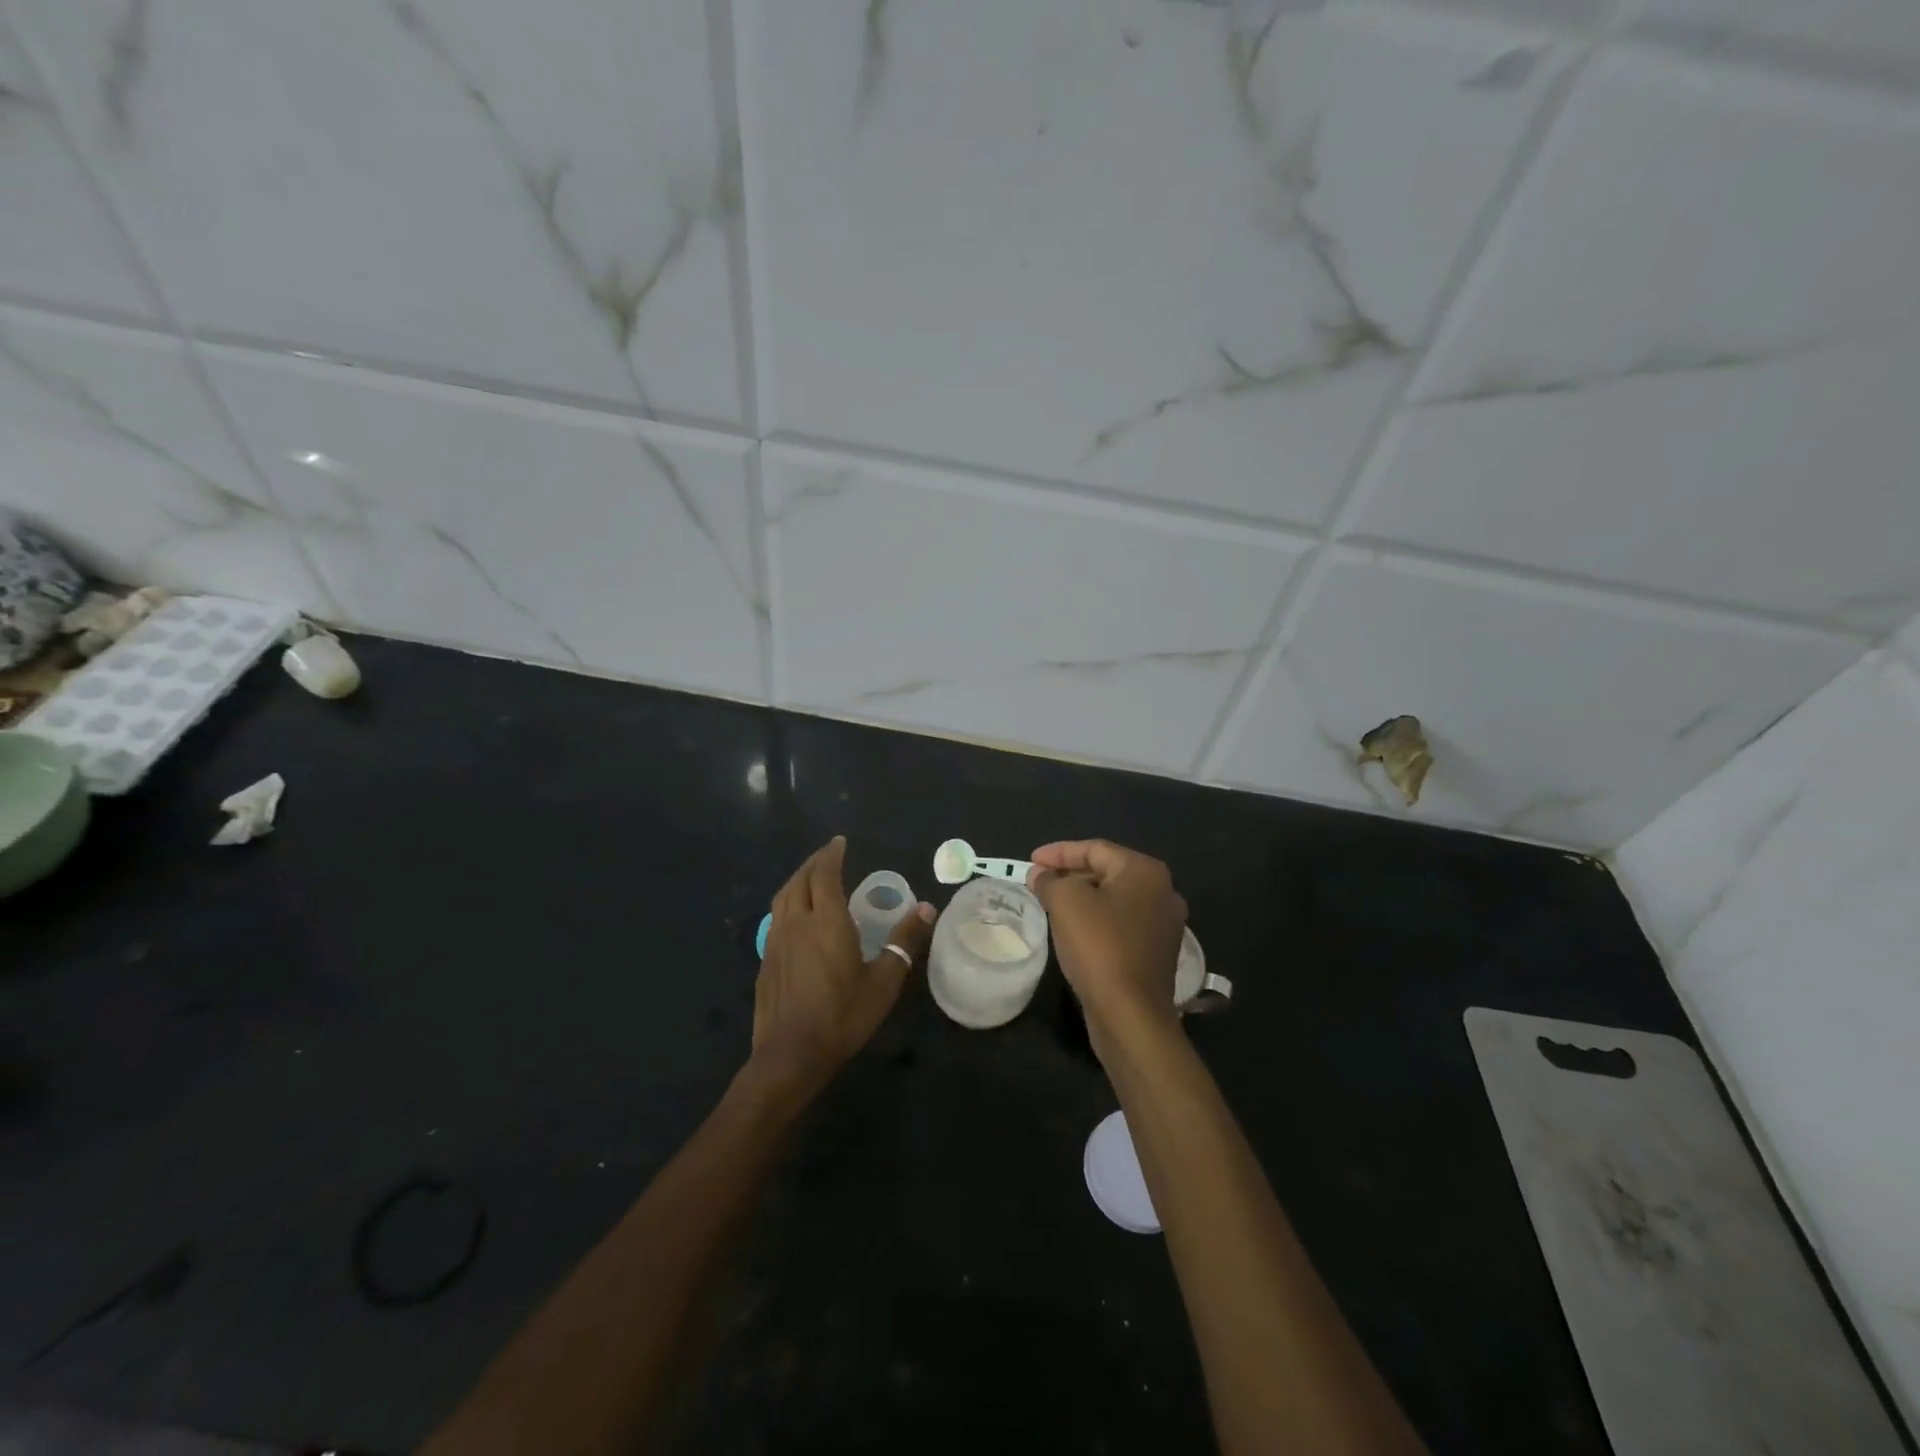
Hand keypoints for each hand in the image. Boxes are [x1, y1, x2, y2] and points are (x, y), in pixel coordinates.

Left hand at [746, 837, 934, 1103]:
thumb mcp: (883, 982)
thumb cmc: (842, 1016)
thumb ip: (903, 942)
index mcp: (827, 922)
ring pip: (783, 898)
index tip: (839, 842)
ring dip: (797, 880)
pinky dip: (787, 904)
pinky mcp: (766, 961)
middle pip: (800, 881)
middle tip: (827, 855)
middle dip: (813, 863)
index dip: (831, 855)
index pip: (825, 874)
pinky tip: (796, 917)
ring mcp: (776, 942)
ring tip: (810, 878)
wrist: (790, 1055)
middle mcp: (798, 923)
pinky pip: (776, 918)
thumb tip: (926, 908)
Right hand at [1028, 839, 1186, 1052]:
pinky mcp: (1157, 952)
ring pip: (1114, 899)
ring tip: (1051, 904)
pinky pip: (1122, 923)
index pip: (1095, 849)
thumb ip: (1049, 880)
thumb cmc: (1099, 946)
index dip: (1058, 852)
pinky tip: (1074, 931)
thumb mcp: (1065, 902)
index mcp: (1145, 871)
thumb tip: (1039, 874)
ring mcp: (1164, 924)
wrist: (1130, 1015)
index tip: (1031, 861)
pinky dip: (1097, 920)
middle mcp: (1163, 892)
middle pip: (1107, 871)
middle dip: (1070, 874)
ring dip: (1082, 898)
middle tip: (1039, 882)